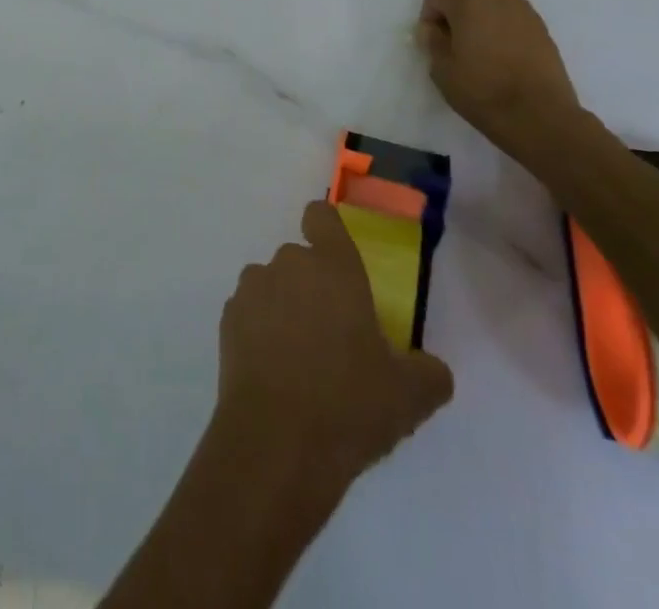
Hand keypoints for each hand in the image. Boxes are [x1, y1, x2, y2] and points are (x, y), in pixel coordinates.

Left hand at [218, 200, 452, 490]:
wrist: (275, 444)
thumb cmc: (348, 404)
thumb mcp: (409, 396)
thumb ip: (428, 373)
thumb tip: (431, 369)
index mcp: (333, 267)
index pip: (321, 216)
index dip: (327, 231)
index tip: (337, 261)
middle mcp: (288, 264)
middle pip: (299, 259)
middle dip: (312, 286)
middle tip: (332, 335)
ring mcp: (252, 289)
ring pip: (271, 285)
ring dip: (283, 307)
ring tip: (300, 359)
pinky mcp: (227, 319)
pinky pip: (249, 313)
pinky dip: (259, 332)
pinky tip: (274, 374)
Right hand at [417, 0, 587, 147]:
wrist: (540, 116)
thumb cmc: (483, 93)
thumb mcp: (442, 71)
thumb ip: (432, 42)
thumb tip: (432, 28)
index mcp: (466, 5)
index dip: (429, 12)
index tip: (433, 37)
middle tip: (456, 29)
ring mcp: (523, 11)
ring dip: (483, 6)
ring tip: (482, 40)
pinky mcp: (541, 27)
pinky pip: (515, 11)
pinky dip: (504, 20)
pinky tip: (503, 49)